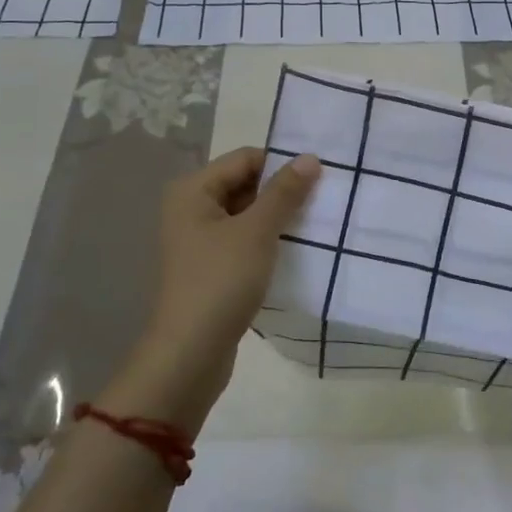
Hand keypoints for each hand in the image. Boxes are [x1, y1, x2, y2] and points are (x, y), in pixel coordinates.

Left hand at [116, 148, 319, 426]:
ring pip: (247, 214)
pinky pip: (244, 240)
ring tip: (314, 225)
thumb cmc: (220, 282)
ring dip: (277, 218)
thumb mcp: (257, 232)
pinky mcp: (210, 266)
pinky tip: (293, 250)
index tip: (319, 179)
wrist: (190, 354)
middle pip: (245, 184)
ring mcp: (199, 239)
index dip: (281, 165)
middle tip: (322, 202)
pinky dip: (267, 241)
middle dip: (281, 192)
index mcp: (193, 190)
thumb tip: (310, 157)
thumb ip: (284, 193)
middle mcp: (191, 208)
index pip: (245, 159)